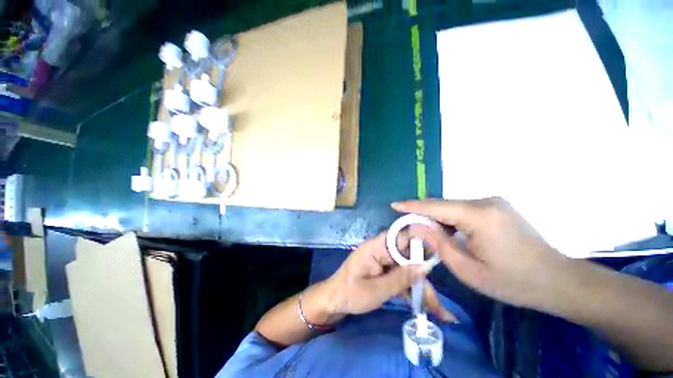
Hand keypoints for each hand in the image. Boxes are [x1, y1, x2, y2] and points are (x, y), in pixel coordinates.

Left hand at [322, 233, 456, 321]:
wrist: (334, 302)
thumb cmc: (350, 294)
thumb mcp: (376, 290)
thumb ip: (401, 278)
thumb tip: (425, 266)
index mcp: (376, 247)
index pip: (401, 236)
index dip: (420, 241)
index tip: (441, 252)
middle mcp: (382, 250)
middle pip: (408, 257)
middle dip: (425, 278)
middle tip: (441, 301)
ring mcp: (384, 262)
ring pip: (408, 269)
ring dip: (422, 288)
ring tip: (439, 312)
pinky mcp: (384, 272)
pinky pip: (402, 277)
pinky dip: (412, 291)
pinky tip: (425, 307)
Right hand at [393, 197, 567, 307]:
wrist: (557, 280)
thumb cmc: (513, 282)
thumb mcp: (468, 270)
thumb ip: (438, 244)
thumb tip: (416, 226)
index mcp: (479, 216)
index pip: (436, 206)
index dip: (412, 206)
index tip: (394, 205)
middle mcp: (486, 202)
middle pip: (443, 205)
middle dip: (424, 215)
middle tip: (408, 227)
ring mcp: (494, 202)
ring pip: (453, 207)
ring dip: (438, 219)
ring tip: (427, 233)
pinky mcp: (497, 206)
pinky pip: (464, 209)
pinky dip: (451, 219)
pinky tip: (449, 232)